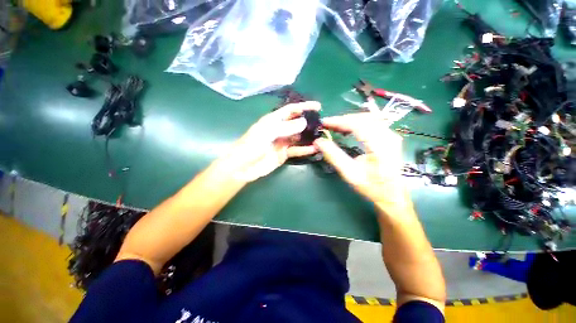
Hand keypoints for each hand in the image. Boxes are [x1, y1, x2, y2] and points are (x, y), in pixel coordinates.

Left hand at [226, 101, 320, 181]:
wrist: (244, 167)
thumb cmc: (252, 146)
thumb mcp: (267, 133)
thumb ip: (286, 127)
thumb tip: (304, 122)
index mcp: (274, 120)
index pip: (291, 110)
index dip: (303, 106)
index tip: (318, 106)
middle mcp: (280, 129)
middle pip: (297, 123)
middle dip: (309, 123)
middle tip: (323, 124)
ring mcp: (283, 142)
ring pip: (299, 137)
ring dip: (309, 137)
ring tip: (322, 136)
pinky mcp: (284, 154)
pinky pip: (297, 150)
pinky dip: (305, 150)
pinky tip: (315, 149)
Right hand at [313, 113, 408, 209]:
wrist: (392, 194)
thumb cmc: (371, 187)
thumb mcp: (350, 174)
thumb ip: (334, 156)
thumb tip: (319, 141)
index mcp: (380, 147)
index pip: (358, 125)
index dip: (339, 121)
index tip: (324, 123)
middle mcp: (389, 136)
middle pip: (364, 118)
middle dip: (343, 119)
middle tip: (328, 125)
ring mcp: (392, 135)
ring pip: (368, 118)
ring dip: (350, 120)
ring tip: (335, 126)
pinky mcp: (390, 136)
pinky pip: (372, 122)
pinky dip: (357, 123)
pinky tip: (348, 128)